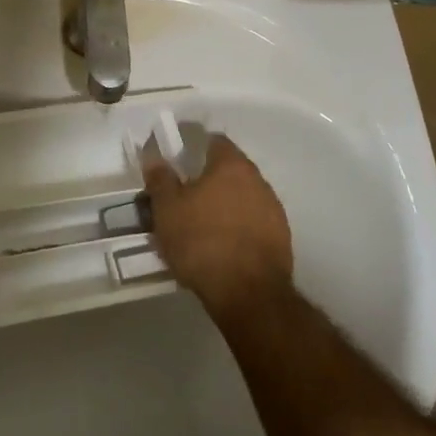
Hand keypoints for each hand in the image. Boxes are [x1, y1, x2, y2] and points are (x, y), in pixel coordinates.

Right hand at [144, 135, 292, 320]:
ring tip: (202, 226)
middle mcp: (258, 180)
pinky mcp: (282, 238)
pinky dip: (239, 227)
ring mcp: (273, 209)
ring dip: (225, 205)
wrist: (248, 294)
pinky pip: (254, 222)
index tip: (179, 164)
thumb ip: (160, 179)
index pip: (215, 141)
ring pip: (243, 197)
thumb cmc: (202, 242)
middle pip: (230, 170)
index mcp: (231, 165)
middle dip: (209, 179)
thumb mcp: (167, 210)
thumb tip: (154, 157)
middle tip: (185, 198)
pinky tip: (223, 247)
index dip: (195, 148)